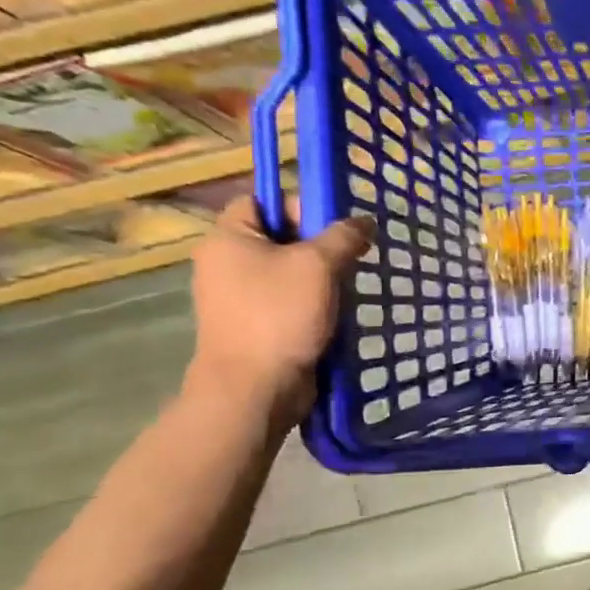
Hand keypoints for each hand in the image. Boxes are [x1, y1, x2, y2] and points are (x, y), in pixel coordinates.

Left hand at [185, 197, 374, 424]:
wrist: (255, 388)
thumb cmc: (279, 315)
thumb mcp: (318, 265)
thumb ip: (344, 236)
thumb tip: (364, 221)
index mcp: (228, 238)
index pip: (262, 200)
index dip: (299, 205)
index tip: (334, 226)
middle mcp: (226, 263)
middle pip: (279, 237)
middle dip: (319, 246)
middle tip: (351, 258)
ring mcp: (237, 298)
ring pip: (288, 272)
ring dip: (321, 278)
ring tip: (348, 287)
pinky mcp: (254, 326)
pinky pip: (288, 302)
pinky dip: (313, 304)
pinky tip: (336, 314)